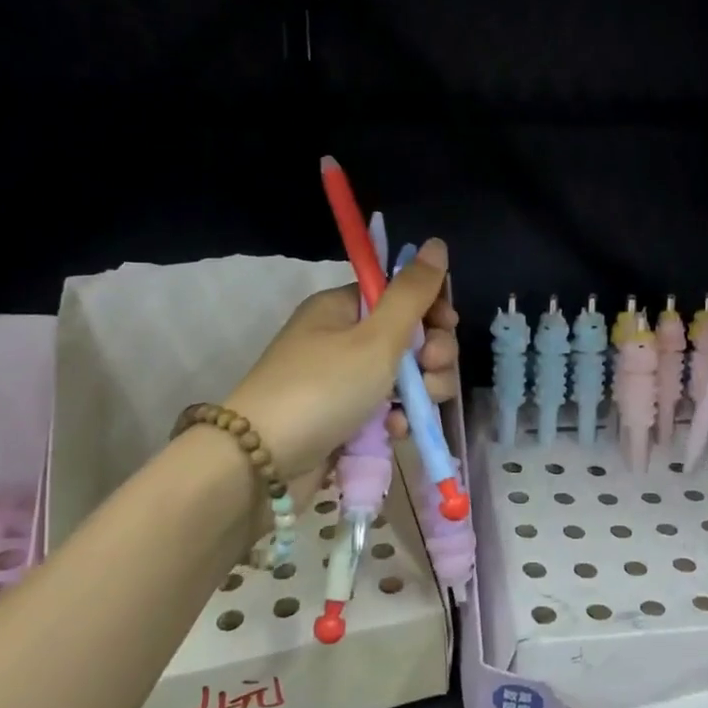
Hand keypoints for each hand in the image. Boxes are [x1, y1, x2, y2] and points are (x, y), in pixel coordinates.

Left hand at [227, 238, 458, 479]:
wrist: (260, 464)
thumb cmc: (323, 388)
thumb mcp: (376, 337)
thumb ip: (412, 294)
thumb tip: (437, 243)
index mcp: (341, 308)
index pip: (399, 295)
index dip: (430, 308)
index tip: (448, 325)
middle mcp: (341, 339)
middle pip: (407, 336)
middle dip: (431, 353)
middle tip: (432, 368)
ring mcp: (342, 381)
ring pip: (402, 376)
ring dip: (419, 389)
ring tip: (415, 406)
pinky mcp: (344, 418)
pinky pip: (384, 408)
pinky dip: (395, 417)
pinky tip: (395, 430)